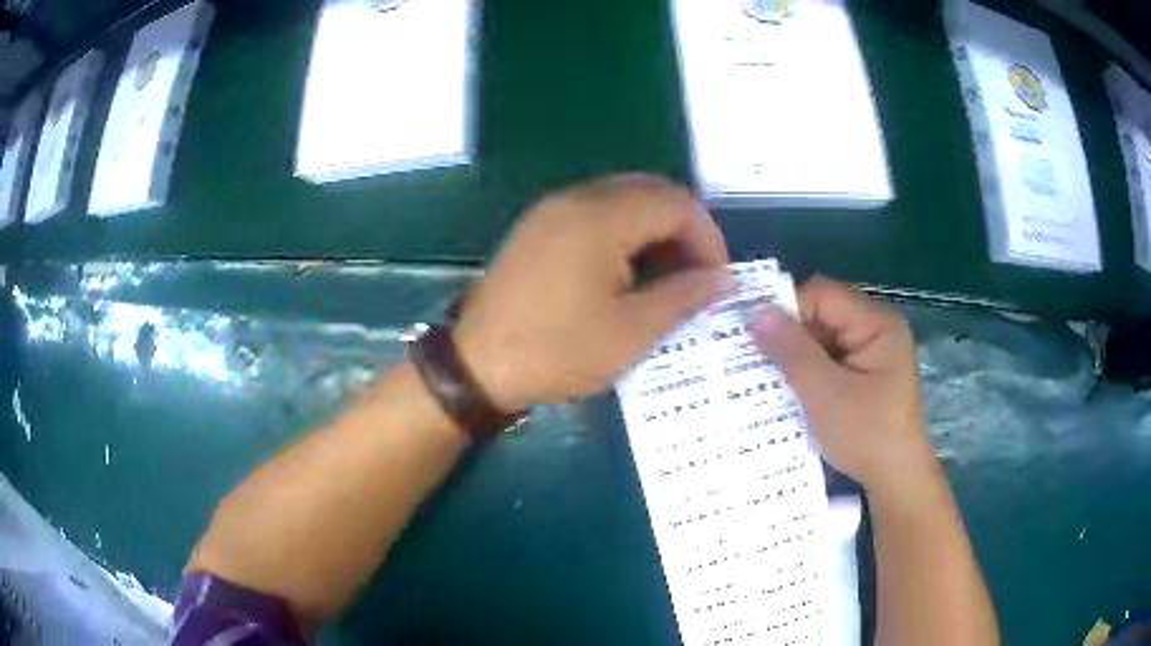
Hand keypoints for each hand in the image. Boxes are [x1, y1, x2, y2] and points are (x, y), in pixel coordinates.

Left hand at [454, 175, 732, 412]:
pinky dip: (625, 235)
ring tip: (666, 280)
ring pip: (623, 201)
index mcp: (601, 216)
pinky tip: (628, 274)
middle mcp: (576, 198)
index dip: (708, 238)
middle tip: (696, 277)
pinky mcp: (539, 227)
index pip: (677, 203)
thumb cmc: (557, 351)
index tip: (717, 279)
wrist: (476, 365)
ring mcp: (552, 210)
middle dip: (684, 231)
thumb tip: (725, 280)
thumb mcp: (631, 332)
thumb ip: (684, 297)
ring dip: (654, 232)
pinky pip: (596, 214)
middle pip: (651, 193)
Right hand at [750, 276, 934, 492]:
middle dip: (790, 335)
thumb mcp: (825, 395)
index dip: (787, 310)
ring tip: (766, 375)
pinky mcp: (867, 371)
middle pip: (824, 313)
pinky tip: (790, 388)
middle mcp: (878, 328)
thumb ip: (792, 351)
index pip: (823, 294)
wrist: (897, 479)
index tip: (754, 336)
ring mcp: (874, 350)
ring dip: (798, 355)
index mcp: (877, 323)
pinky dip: (810, 370)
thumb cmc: (867, 436)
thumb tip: (756, 312)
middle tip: (754, 358)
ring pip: (824, 337)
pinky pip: (831, 357)